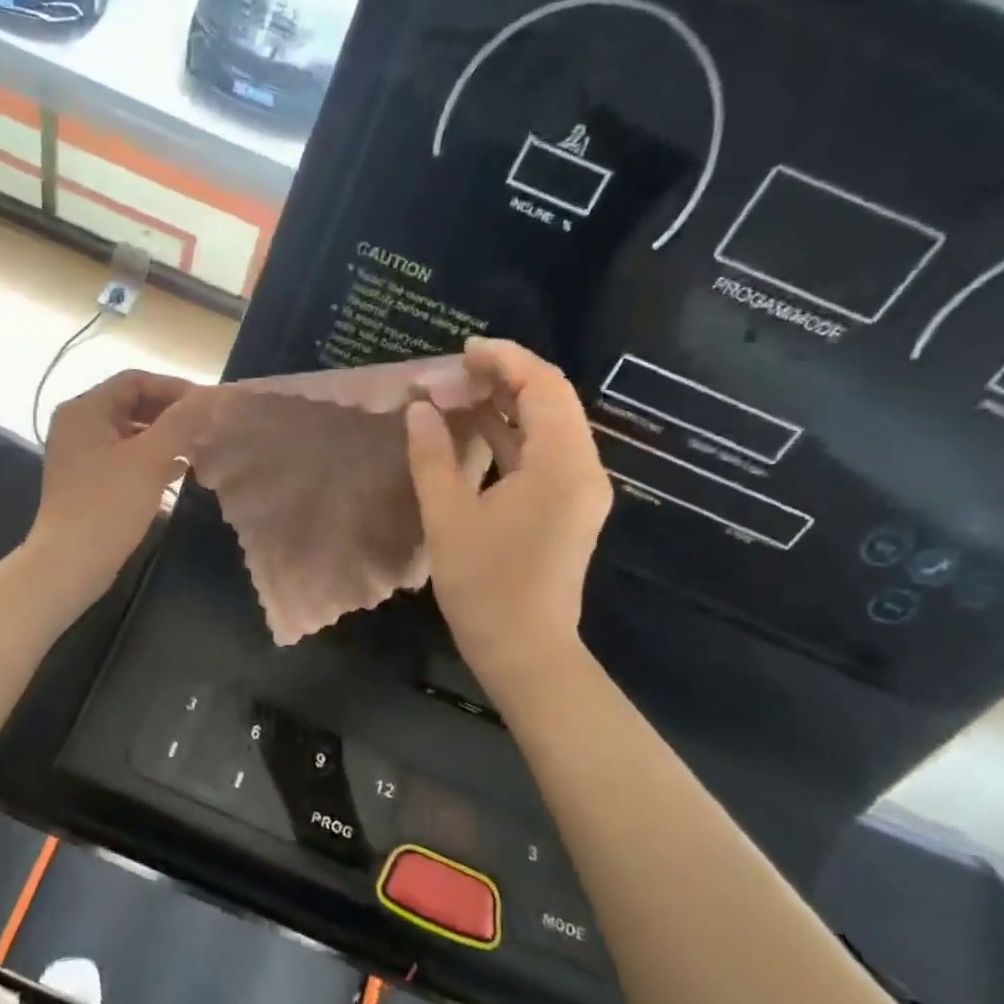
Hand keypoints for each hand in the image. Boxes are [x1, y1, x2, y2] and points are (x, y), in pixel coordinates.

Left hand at [23, 368, 199, 618]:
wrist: (69, 563)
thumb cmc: (108, 505)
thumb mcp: (150, 459)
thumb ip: (181, 423)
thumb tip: (209, 398)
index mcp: (85, 409)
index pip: (135, 380)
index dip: (173, 388)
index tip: (207, 406)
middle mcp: (78, 424)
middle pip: (132, 404)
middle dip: (171, 414)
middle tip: (206, 427)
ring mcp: (80, 454)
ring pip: (130, 433)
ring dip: (164, 437)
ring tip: (198, 448)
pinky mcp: (87, 480)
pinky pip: (123, 457)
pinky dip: (150, 459)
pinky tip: (178, 471)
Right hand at [406, 339, 611, 699]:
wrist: (525, 652)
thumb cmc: (485, 586)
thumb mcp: (448, 517)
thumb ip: (432, 456)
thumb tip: (420, 409)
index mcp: (562, 466)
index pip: (545, 387)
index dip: (505, 360)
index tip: (463, 351)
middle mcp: (582, 470)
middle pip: (553, 402)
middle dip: (504, 379)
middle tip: (453, 375)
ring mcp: (579, 491)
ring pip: (549, 428)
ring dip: (507, 407)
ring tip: (458, 396)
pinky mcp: (568, 509)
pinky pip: (544, 455)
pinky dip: (512, 437)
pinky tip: (475, 432)